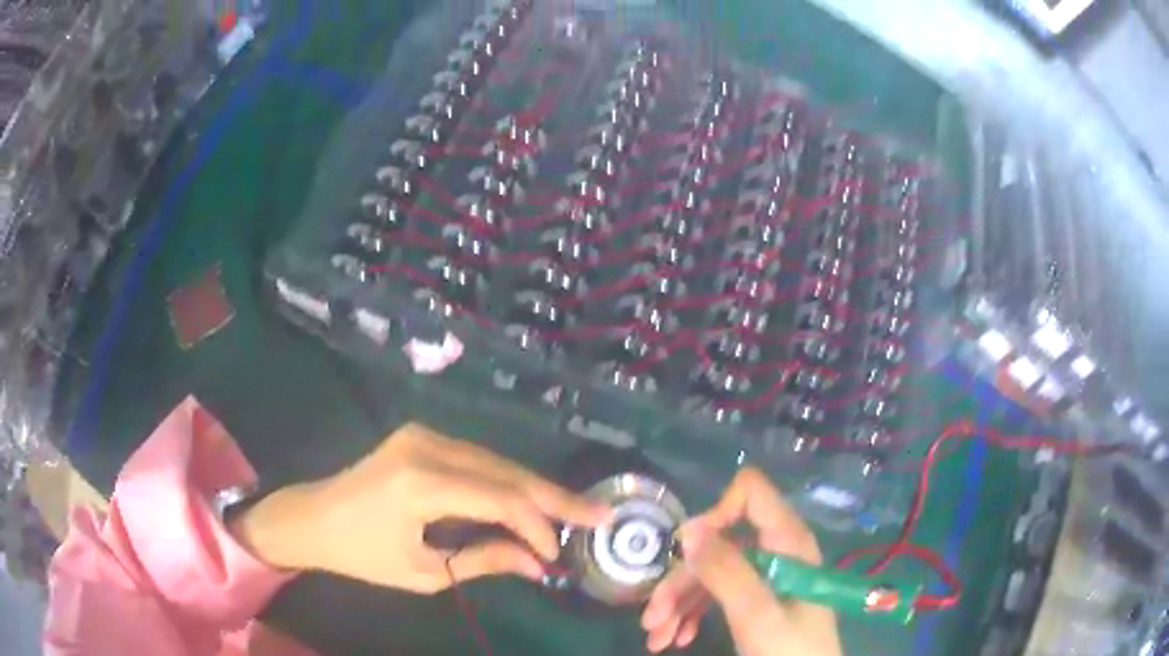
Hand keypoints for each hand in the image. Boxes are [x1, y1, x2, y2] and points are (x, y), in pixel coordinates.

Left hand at [232, 423, 609, 592]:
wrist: (313, 517)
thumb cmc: (361, 554)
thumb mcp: (423, 572)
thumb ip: (484, 561)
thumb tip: (539, 564)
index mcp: (419, 484)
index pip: (499, 499)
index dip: (538, 526)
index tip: (559, 556)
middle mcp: (426, 446)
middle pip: (506, 471)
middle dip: (555, 498)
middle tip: (599, 515)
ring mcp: (423, 434)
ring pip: (497, 461)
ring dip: (535, 489)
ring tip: (573, 512)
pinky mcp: (422, 435)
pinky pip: (479, 458)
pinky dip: (508, 481)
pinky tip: (531, 499)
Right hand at [641, 468, 841, 655]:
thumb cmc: (789, 650)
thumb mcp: (756, 614)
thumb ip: (726, 570)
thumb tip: (687, 528)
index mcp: (787, 542)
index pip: (750, 493)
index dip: (715, 514)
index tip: (686, 554)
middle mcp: (776, 552)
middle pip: (718, 544)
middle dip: (681, 580)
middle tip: (652, 618)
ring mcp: (765, 577)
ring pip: (712, 573)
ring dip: (678, 603)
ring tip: (656, 637)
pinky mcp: (757, 599)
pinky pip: (718, 594)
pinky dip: (691, 614)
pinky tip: (676, 637)